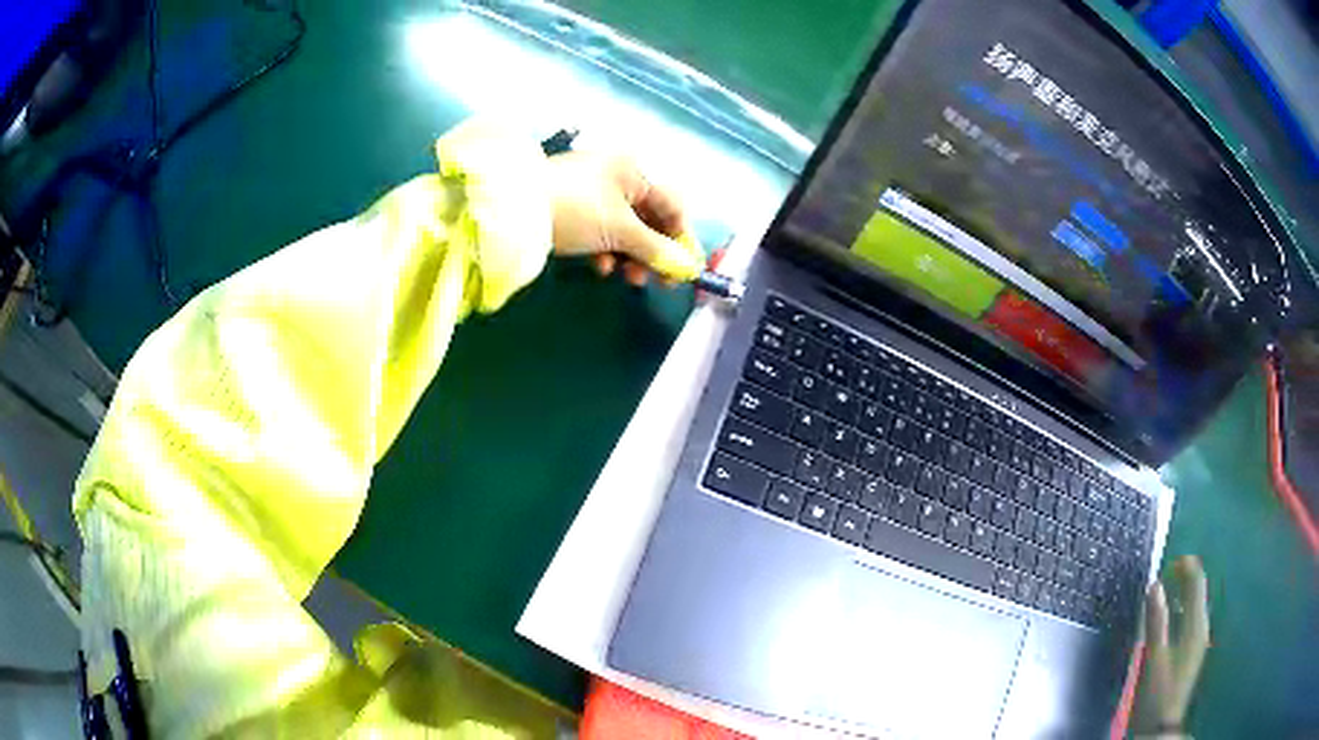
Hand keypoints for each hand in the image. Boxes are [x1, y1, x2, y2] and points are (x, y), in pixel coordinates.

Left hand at [545, 150, 703, 285]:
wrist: (514, 210)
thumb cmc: (577, 210)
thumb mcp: (620, 230)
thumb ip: (656, 249)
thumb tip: (686, 268)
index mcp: (634, 169)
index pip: (672, 205)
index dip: (681, 239)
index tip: (684, 270)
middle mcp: (617, 174)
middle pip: (648, 218)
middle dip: (653, 252)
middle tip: (658, 282)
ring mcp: (593, 190)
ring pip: (625, 227)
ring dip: (630, 255)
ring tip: (627, 277)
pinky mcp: (573, 207)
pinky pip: (601, 229)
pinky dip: (606, 249)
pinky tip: (600, 266)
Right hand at [1133, 555, 1209, 736]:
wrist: (1159, 728)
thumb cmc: (1156, 693)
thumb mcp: (1153, 658)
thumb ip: (1156, 621)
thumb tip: (1156, 584)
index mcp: (1196, 624)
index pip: (1197, 582)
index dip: (1185, 567)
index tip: (1168, 564)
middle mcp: (1201, 627)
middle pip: (1198, 591)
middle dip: (1184, 578)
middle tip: (1165, 575)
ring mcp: (1198, 641)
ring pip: (1195, 606)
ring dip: (1183, 594)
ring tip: (1165, 594)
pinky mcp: (1192, 653)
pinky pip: (1191, 620)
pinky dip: (1182, 610)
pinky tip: (1170, 620)